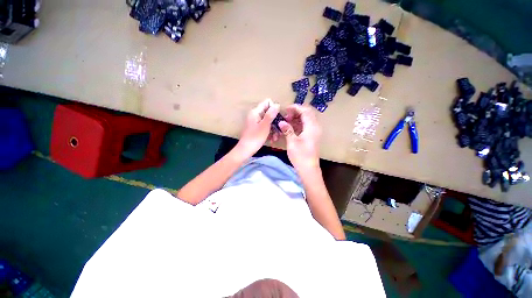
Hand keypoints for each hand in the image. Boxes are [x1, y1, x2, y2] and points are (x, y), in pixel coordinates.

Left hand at [237, 98, 279, 157]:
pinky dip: (270, 132)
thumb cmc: (255, 138)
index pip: (267, 103)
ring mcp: (256, 122)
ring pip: (268, 121)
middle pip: (269, 113)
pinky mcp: (257, 129)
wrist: (246, 150)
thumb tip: (277, 104)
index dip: (274, 109)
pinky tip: (272, 139)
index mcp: (256, 112)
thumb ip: (271, 114)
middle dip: (275, 122)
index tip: (278, 118)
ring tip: (276, 138)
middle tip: (280, 130)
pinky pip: (265, 127)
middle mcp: (255, 115)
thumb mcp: (265, 125)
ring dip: (274, 129)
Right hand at [279, 104, 320, 171]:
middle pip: (307, 114)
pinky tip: (291, 128)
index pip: (305, 111)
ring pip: (307, 119)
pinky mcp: (312, 136)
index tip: (285, 109)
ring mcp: (315, 132)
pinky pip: (306, 126)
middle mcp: (315, 127)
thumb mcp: (292, 142)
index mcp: (311, 127)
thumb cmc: (301, 156)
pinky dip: (299, 124)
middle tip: (286, 116)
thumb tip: (281, 122)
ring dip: (297, 118)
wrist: (309, 169)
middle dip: (296, 112)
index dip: (295, 108)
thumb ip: (287, 130)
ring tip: (287, 122)